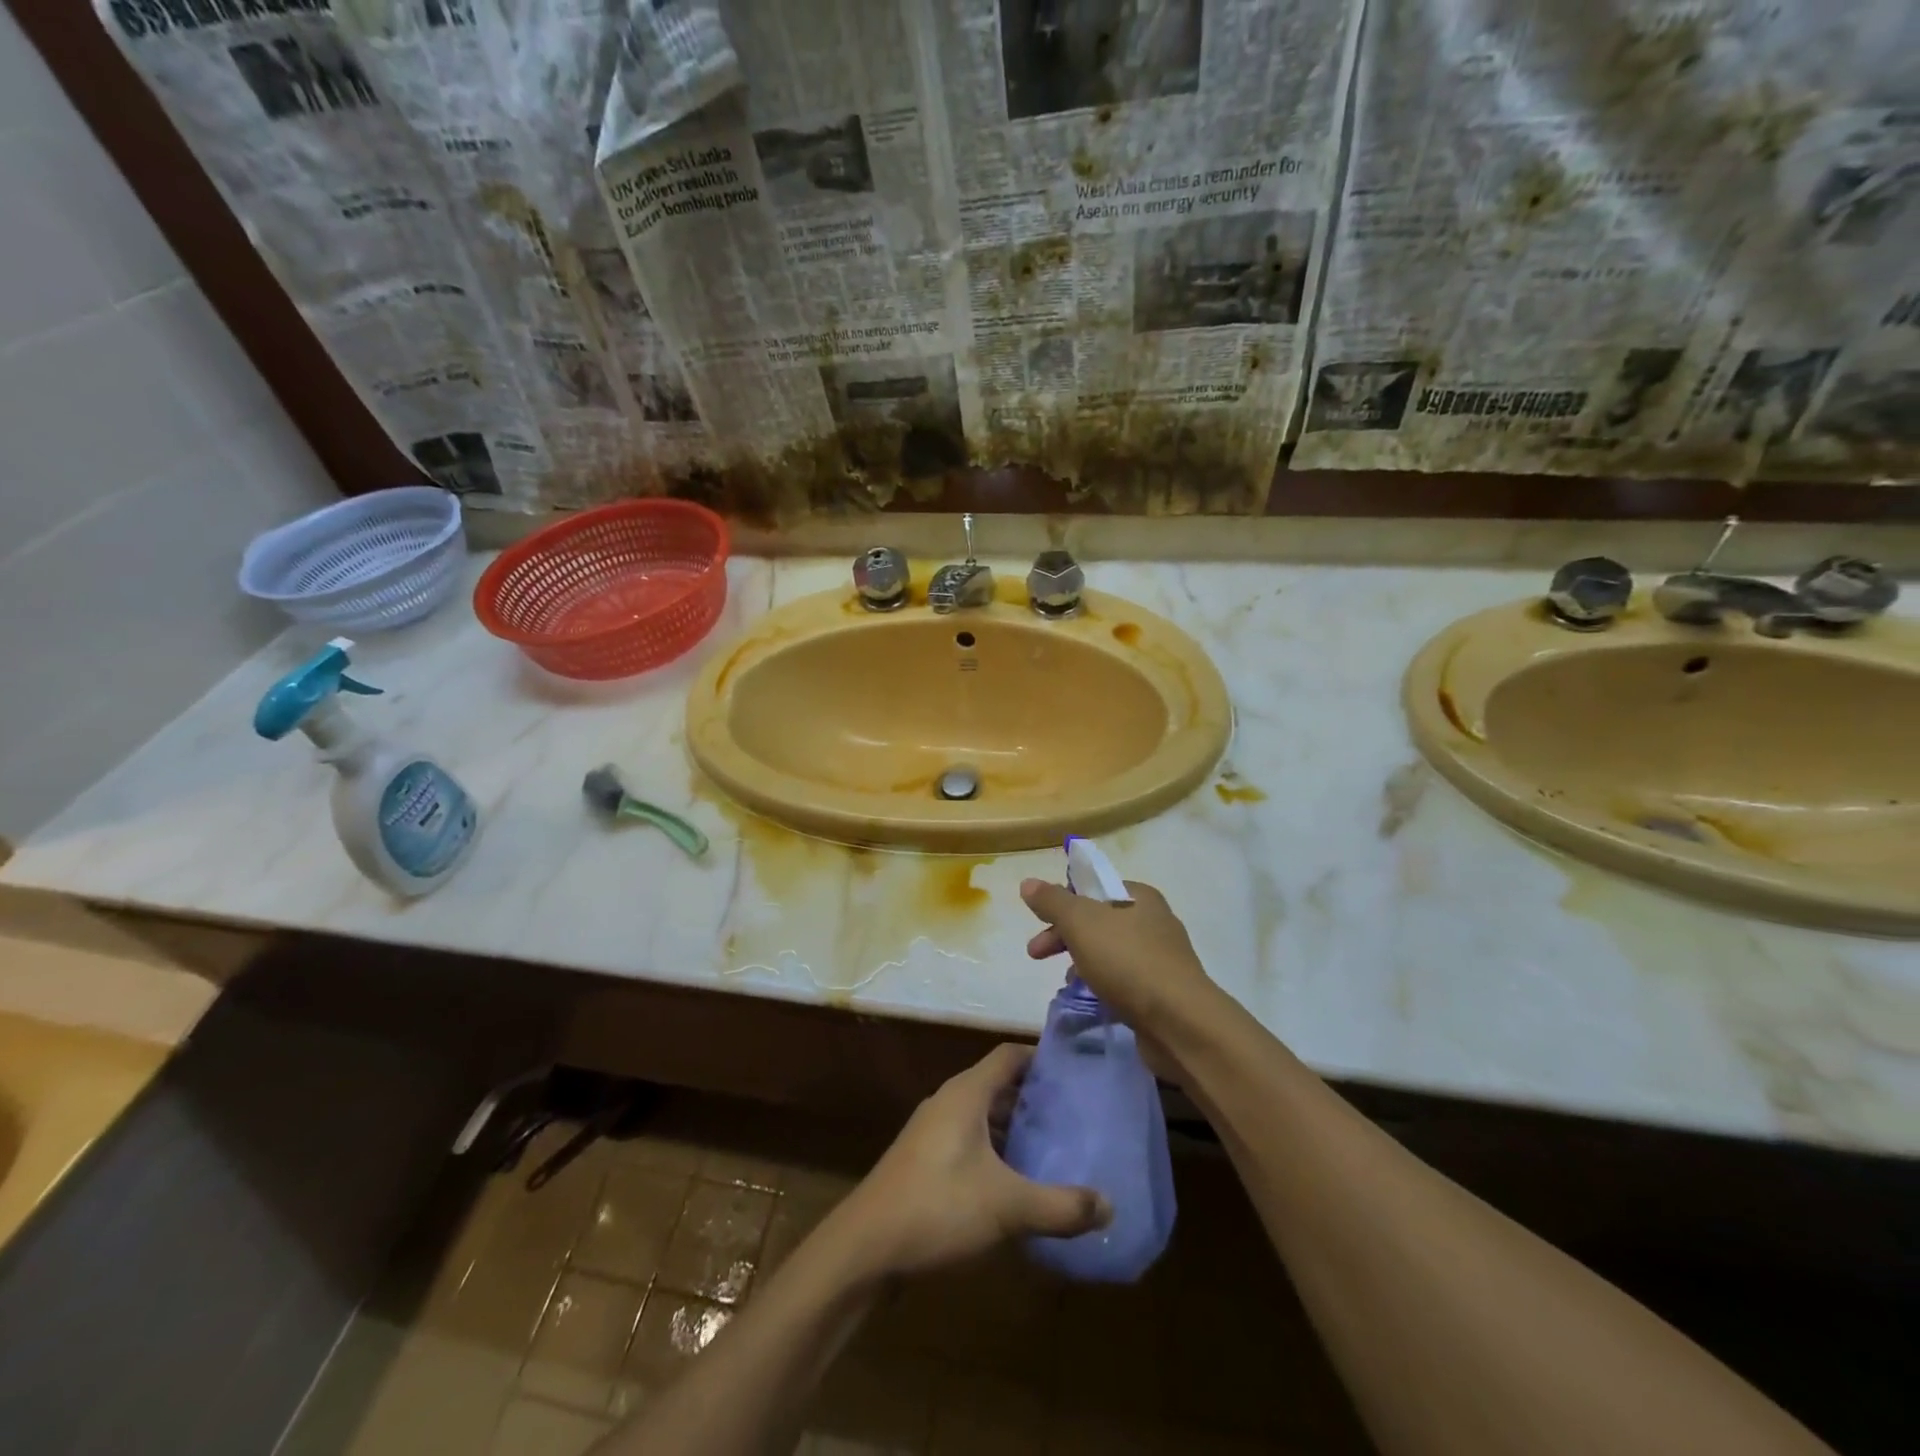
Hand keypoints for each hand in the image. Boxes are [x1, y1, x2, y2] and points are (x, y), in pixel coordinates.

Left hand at [836, 1044, 1110, 1278]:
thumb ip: (1060, 1206)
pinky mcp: (923, 1160)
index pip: (1009, 1055)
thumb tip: (1109, 1206)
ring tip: (1054, 1147)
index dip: (1041, 1057)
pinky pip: (968, 1141)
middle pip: (997, 1084)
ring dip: (1014, 1127)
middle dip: (1034, 1097)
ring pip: (982, 1115)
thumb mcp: (1007, 1207)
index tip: (1075, 1070)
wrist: (864, 1246)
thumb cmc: (937, 1207)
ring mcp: (932, 1131)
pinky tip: (1016, 1182)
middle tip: (1075, 1114)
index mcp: (966, 1094)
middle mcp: (948, 1102)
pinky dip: (995, 1150)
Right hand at [1019, 877, 1215, 1034]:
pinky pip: (1124, 978)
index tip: (1039, 922)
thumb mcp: (1082, 923)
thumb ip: (1053, 901)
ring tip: (1066, 981)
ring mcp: (1162, 958)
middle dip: (1064, 934)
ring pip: (1110, 950)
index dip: (1063, 901)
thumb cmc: (1128, 962)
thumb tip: (1028, 882)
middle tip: (1036, 954)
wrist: (1181, 1023)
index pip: (1094, 887)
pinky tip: (1092, 998)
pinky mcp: (1164, 991)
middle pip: (1098, 919)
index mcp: (1140, 896)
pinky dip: (1103, 983)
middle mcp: (1154, 921)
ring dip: (1083, 960)